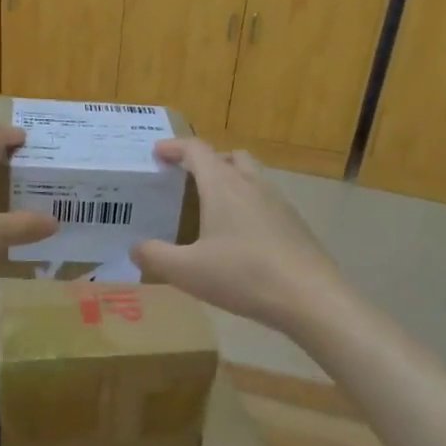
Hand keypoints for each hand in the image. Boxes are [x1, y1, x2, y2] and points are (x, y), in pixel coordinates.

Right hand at [132, 139, 351, 337]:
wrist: (310, 298)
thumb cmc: (243, 276)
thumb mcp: (187, 271)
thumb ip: (155, 256)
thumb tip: (135, 248)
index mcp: (222, 186)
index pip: (196, 150)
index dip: (174, 147)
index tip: (157, 153)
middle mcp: (252, 185)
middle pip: (229, 157)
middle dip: (206, 161)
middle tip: (186, 179)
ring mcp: (278, 203)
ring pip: (252, 177)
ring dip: (230, 181)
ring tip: (212, 208)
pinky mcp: (295, 224)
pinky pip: (265, 201)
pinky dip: (248, 205)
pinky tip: (240, 237)